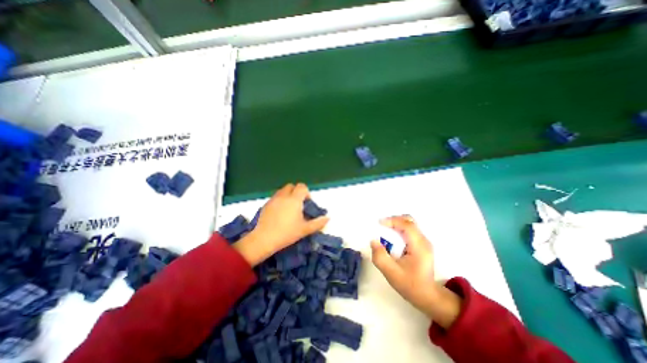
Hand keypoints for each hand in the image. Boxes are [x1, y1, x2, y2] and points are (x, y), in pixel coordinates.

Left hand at [235, 184, 329, 265]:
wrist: (263, 239)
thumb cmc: (287, 233)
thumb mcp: (305, 229)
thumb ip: (318, 223)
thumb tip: (328, 218)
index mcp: (294, 199)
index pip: (302, 186)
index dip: (306, 192)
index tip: (307, 203)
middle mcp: (283, 196)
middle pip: (291, 186)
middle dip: (296, 192)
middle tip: (298, 204)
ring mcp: (273, 199)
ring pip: (282, 191)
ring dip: (288, 195)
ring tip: (289, 209)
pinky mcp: (265, 204)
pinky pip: (275, 197)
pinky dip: (280, 200)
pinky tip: (279, 213)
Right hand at [371, 215, 462, 328]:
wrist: (427, 296)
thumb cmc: (410, 285)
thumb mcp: (391, 273)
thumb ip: (380, 257)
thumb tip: (373, 240)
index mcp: (419, 246)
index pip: (407, 225)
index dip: (392, 221)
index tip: (379, 223)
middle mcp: (424, 240)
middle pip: (409, 221)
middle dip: (394, 220)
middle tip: (382, 226)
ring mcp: (424, 242)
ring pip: (409, 224)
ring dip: (396, 224)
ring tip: (385, 231)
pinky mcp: (421, 244)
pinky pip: (409, 230)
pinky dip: (399, 229)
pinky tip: (392, 237)